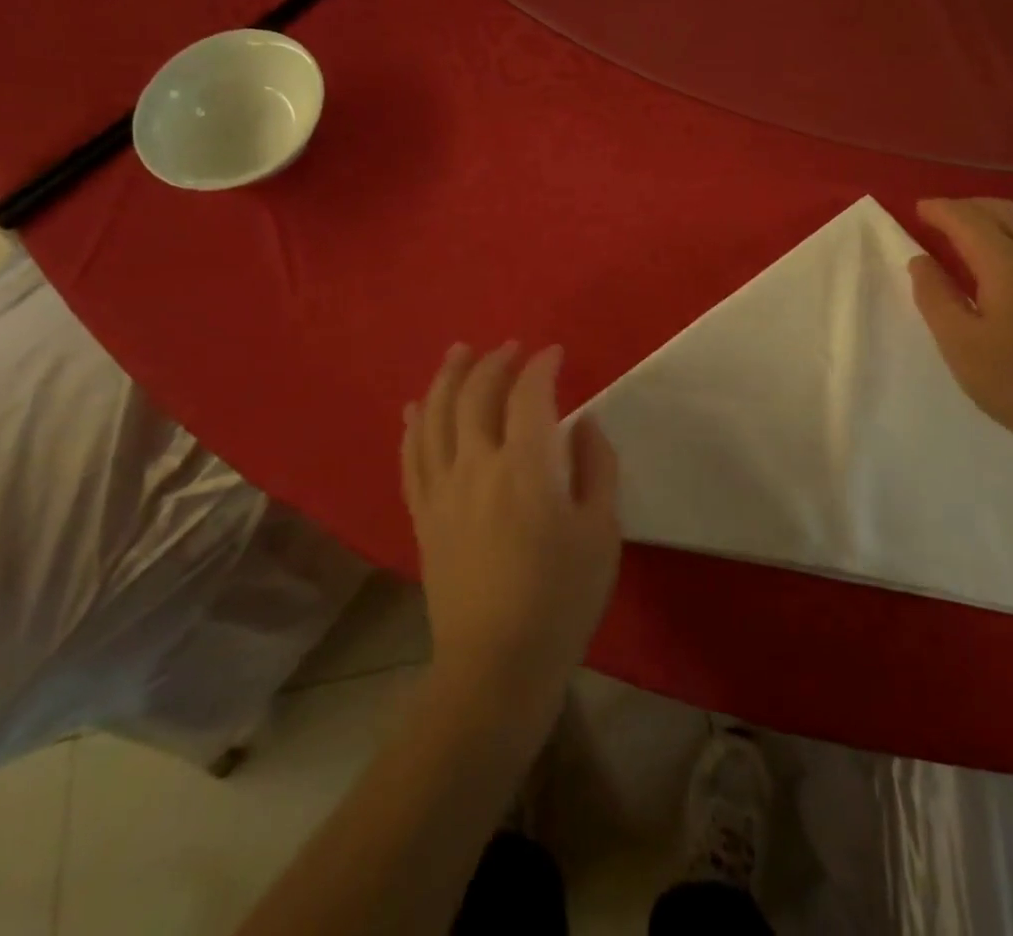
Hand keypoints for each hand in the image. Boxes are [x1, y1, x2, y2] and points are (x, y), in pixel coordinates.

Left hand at [401, 344, 621, 717]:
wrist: (496, 665)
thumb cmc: (561, 598)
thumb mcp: (602, 531)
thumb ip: (597, 468)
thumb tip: (584, 424)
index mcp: (524, 466)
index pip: (529, 394)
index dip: (542, 366)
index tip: (555, 354)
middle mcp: (475, 465)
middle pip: (475, 395)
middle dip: (493, 362)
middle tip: (510, 347)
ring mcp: (442, 489)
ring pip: (434, 416)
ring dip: (446, 378)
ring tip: (458, 353)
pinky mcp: (423, 515)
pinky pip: (411, 457)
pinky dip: (413, 425)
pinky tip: (414, 408)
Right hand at [908, 198, 1012, 480]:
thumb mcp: (960, 345)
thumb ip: (935, 296)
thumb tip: (920, 260)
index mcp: (1009, 264)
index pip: (969, 220)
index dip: (942, 210)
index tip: (919, 208)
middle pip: (1005, 211)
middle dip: (971, 206)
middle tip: (943, 215)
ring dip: (1002, 213)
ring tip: (979, 225)